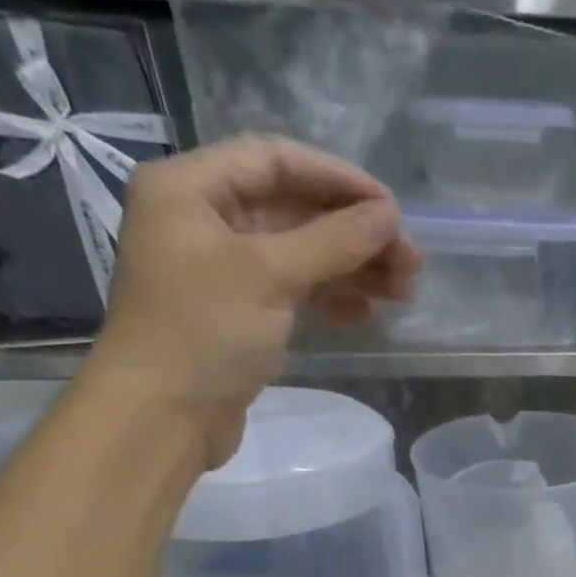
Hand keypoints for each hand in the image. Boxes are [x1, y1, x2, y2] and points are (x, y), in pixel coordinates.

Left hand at [89, 135, 420, 466]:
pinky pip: (297, 288)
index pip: (275, 160)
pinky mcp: (243, 311)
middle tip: (411, 262)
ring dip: (354, 267)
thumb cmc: (204, 331)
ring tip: (402, 292)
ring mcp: (225, 269)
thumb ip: (333, 240)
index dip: (338, 178)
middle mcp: (206, 219)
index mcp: (191, 189)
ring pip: (303, 252)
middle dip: (355, 233)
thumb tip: (390, 215)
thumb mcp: (270, 275)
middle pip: (295, 208)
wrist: (164, 416)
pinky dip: (333, 296)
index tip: (392, 210)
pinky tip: (367, 313)